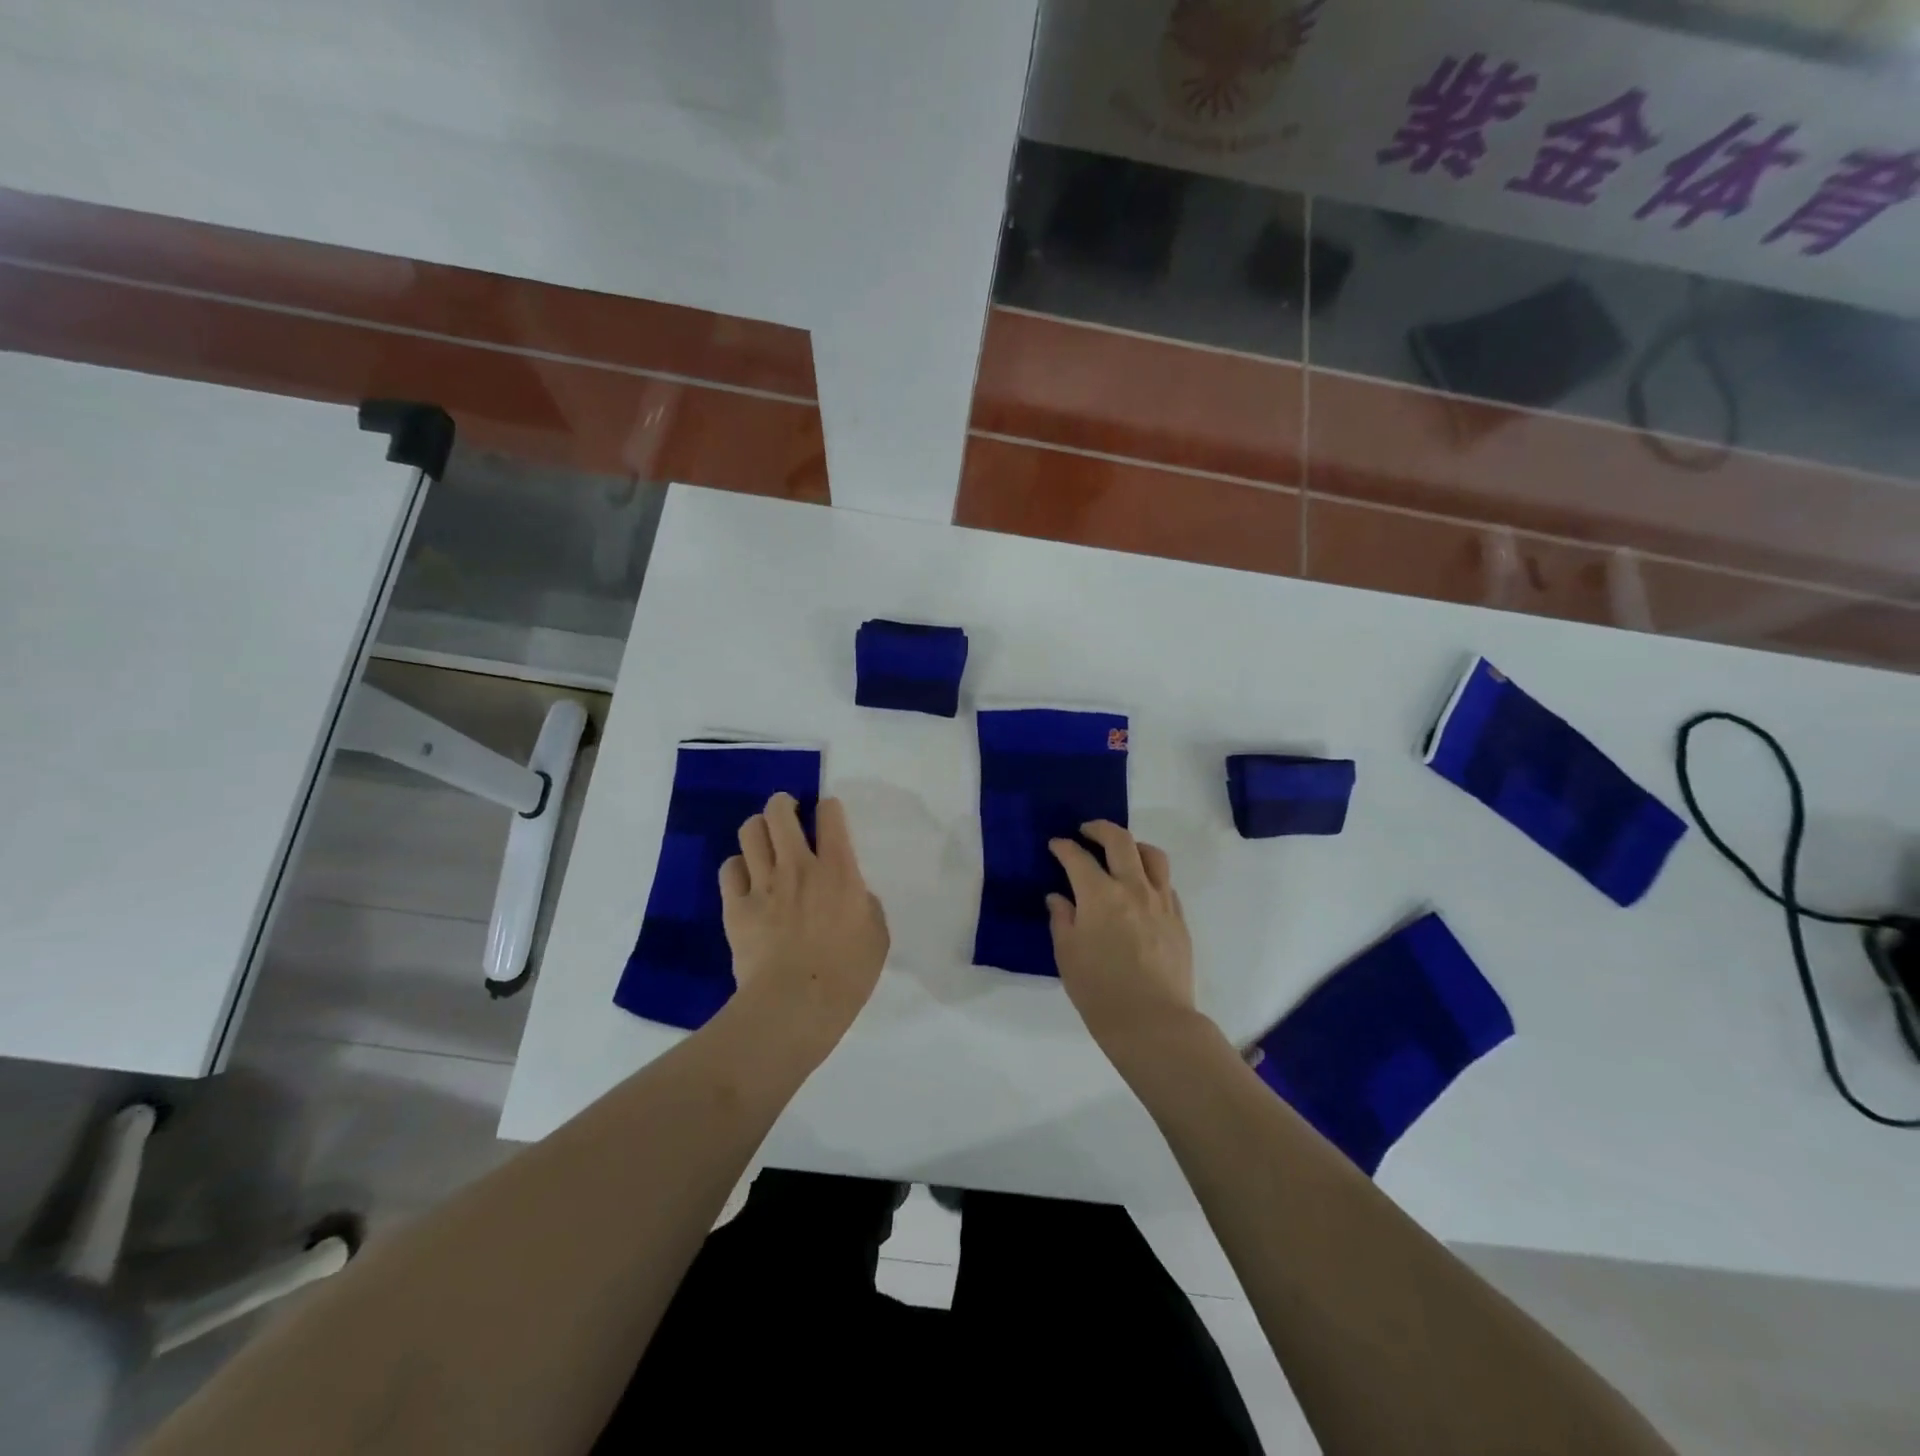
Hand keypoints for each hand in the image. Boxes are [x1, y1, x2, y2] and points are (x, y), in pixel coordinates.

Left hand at [720, 793, 888, 1040]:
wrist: (795, 1004)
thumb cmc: (847, 973)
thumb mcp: (877, 935)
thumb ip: (866, 904)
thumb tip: (854, 895)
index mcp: (838, 870)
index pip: (830, 815)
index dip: (828, 808)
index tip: (828, 815)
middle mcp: (798, 866)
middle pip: (780, 813)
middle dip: (783, 804)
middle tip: (788, 813)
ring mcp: (762, 884)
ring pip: (750, 832)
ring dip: (759, 829)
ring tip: (764, 839)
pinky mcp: (736, 907)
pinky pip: (729, 868)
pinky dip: (737, 867)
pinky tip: (746, 878)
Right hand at [1047, 821, 1198, 1051]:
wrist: (1153, 1022)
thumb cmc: (1099, 990)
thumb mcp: (1067, 955)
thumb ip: (1062, 919)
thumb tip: (1059, 898)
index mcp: (1099, 895)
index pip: (1078, 858)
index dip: (1063, 847)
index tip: (1056, 845)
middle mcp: (1133, 888)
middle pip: (1120, 841)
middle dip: (1099, 829)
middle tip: (1086, 831)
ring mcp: (1161, 901)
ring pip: (1152, 856)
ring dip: (1133, 845)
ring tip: (1121, 852)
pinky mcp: (1179, 919)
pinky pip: (1166, 883)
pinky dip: (1150, 875)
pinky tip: (1141, 889)